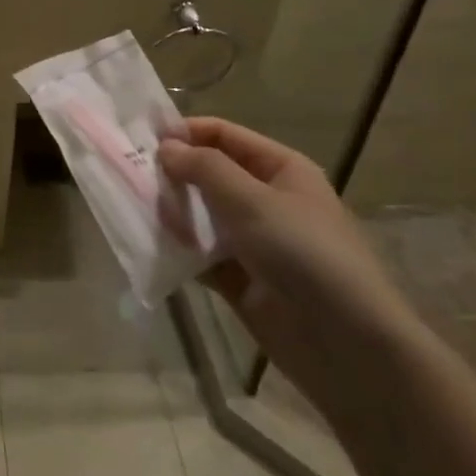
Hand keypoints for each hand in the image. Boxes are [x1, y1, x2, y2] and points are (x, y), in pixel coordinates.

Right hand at [158, 119, 415, 390]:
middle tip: (128, 174)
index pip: (225, 136)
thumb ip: (205, 169)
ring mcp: (251, 242)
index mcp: (280, 170)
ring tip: (131, 208)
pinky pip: (199, 255)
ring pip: (200, 216)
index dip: (187, 132)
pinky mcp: (238, 279)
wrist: (346, 343)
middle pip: (210, 175)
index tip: (142, 138)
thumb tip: (165, 146)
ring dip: (170, 212)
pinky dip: (176, 250)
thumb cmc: (304, 254)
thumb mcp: (253, 201)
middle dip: (173, 173)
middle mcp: (265, 200)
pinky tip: (146, 245)